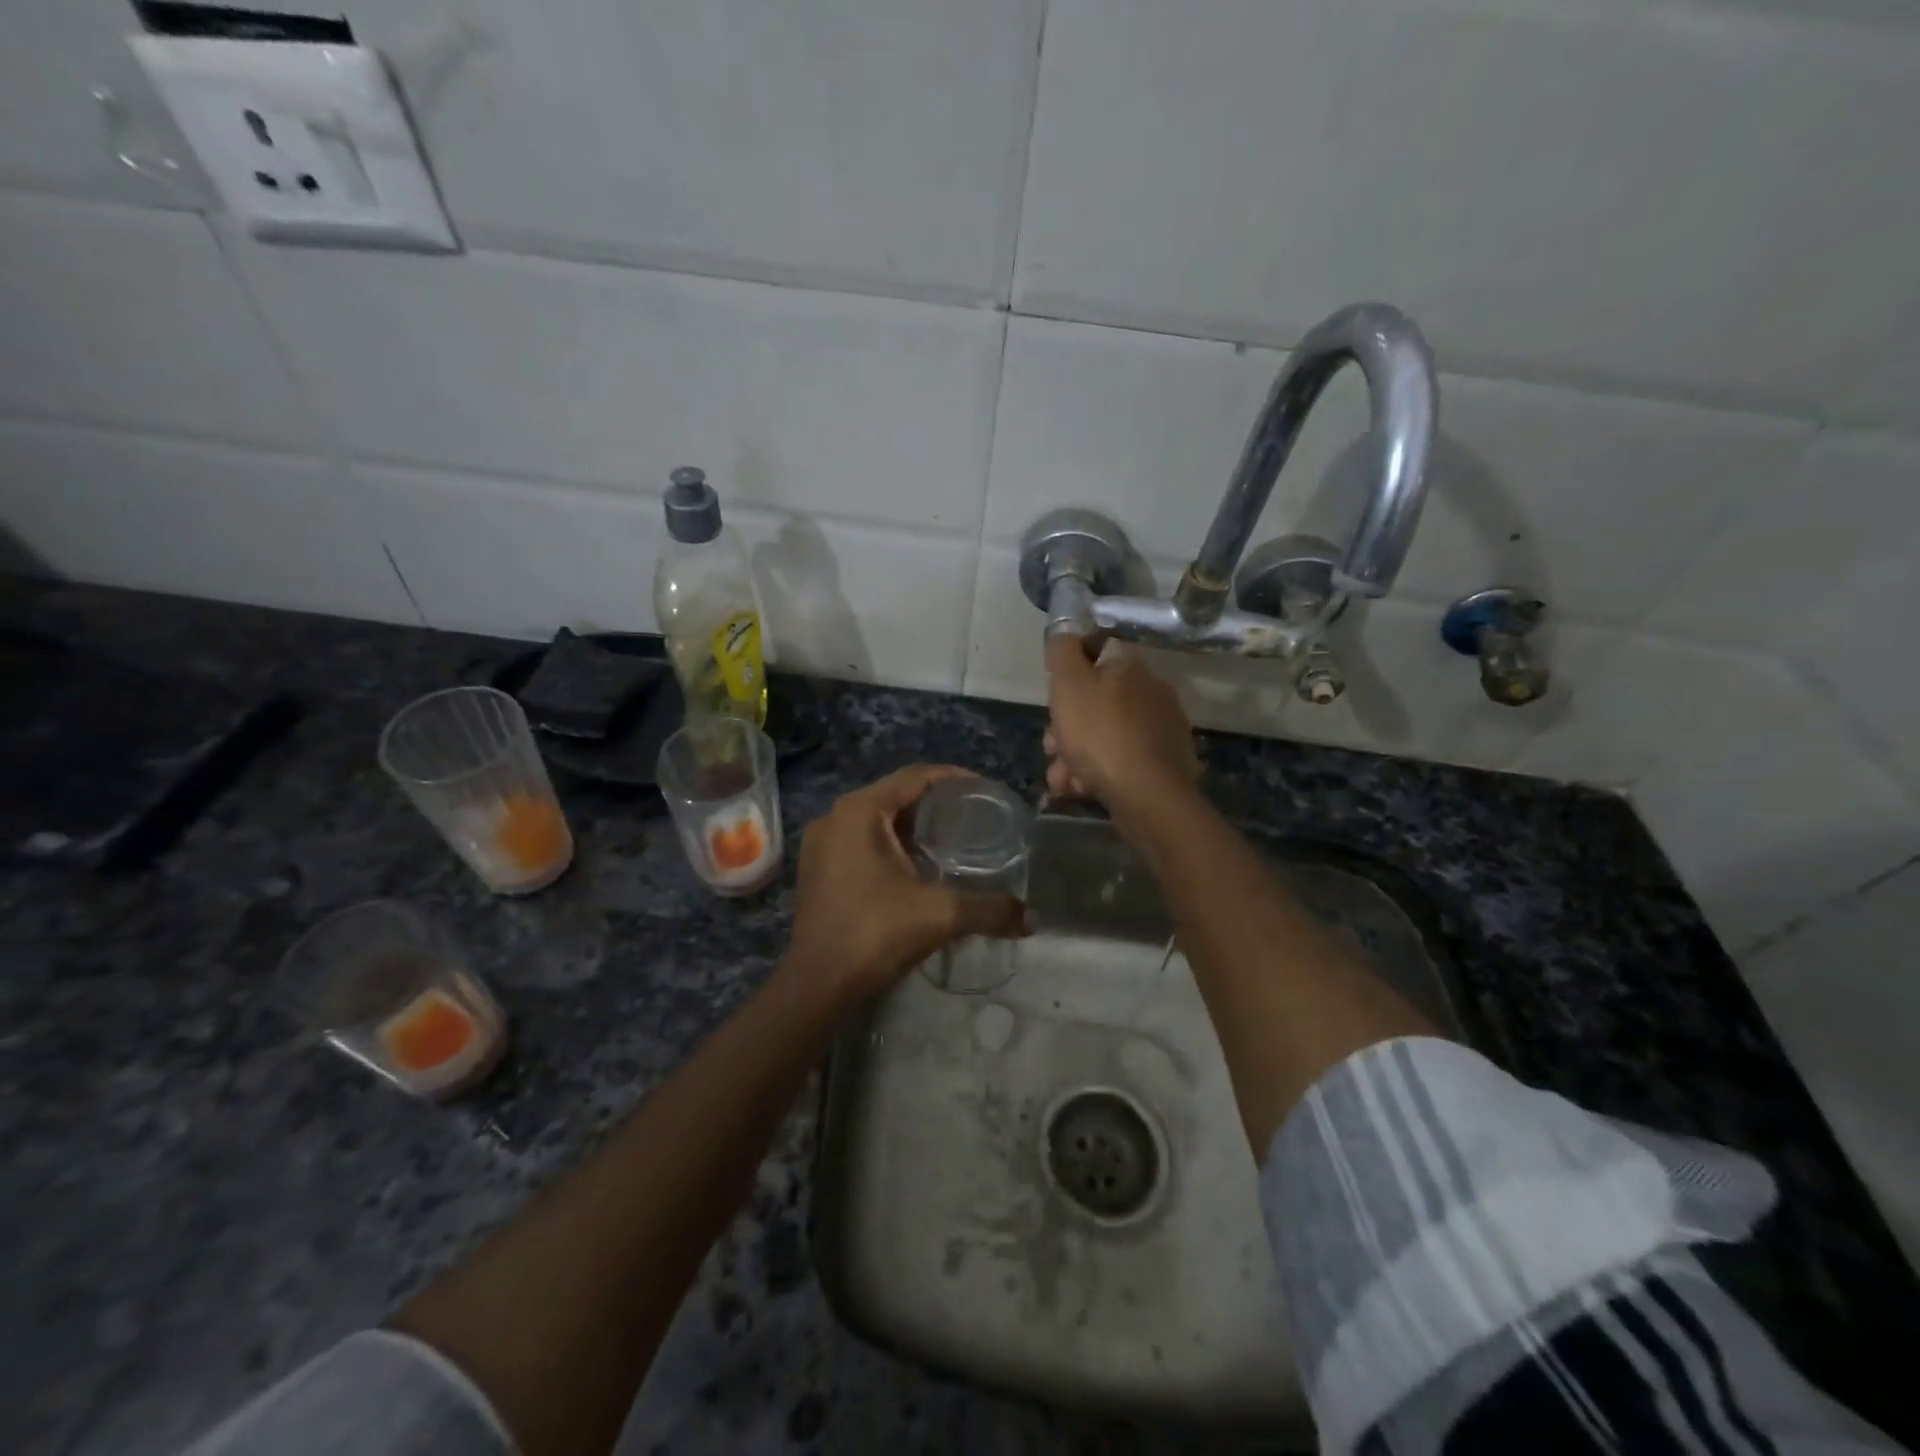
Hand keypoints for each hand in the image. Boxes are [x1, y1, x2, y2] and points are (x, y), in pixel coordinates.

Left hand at [784, 764, 1026, 1006]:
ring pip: (878, 818)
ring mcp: (823, 843)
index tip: (986, 791)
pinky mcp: (819, 867)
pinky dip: (893, 842)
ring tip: (953, 837)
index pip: (915, 777)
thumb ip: (989, 910)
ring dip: (913, 823)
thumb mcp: (939, 916)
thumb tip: (1032, 919)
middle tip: (975, 815)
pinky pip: (863, 839)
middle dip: (936, 802)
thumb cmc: (873, 934)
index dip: (954, 778)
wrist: (816, 985)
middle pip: (896, 794)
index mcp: (860, 811)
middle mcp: (836, 817)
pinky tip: (918, 864)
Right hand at [1044, 635, 1199, 817]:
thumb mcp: (1069, 684)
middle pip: (1096, 704)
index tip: (1052, 709)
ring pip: (1105, 736)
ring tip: (1062, 781)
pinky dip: (1099, 773)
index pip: (1093, 662)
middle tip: (1052, 751)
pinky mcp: (1165, 763)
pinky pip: (1122, 761)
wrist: (1148, 795)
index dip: (1066, 685)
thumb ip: (1063, 652)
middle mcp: (1152, 692)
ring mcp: (1162, 729)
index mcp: (1130, 668)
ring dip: (1077, 757)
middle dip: (1067, 729)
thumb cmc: (1101, 735)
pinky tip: (1083, 789)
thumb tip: (1065, 633)